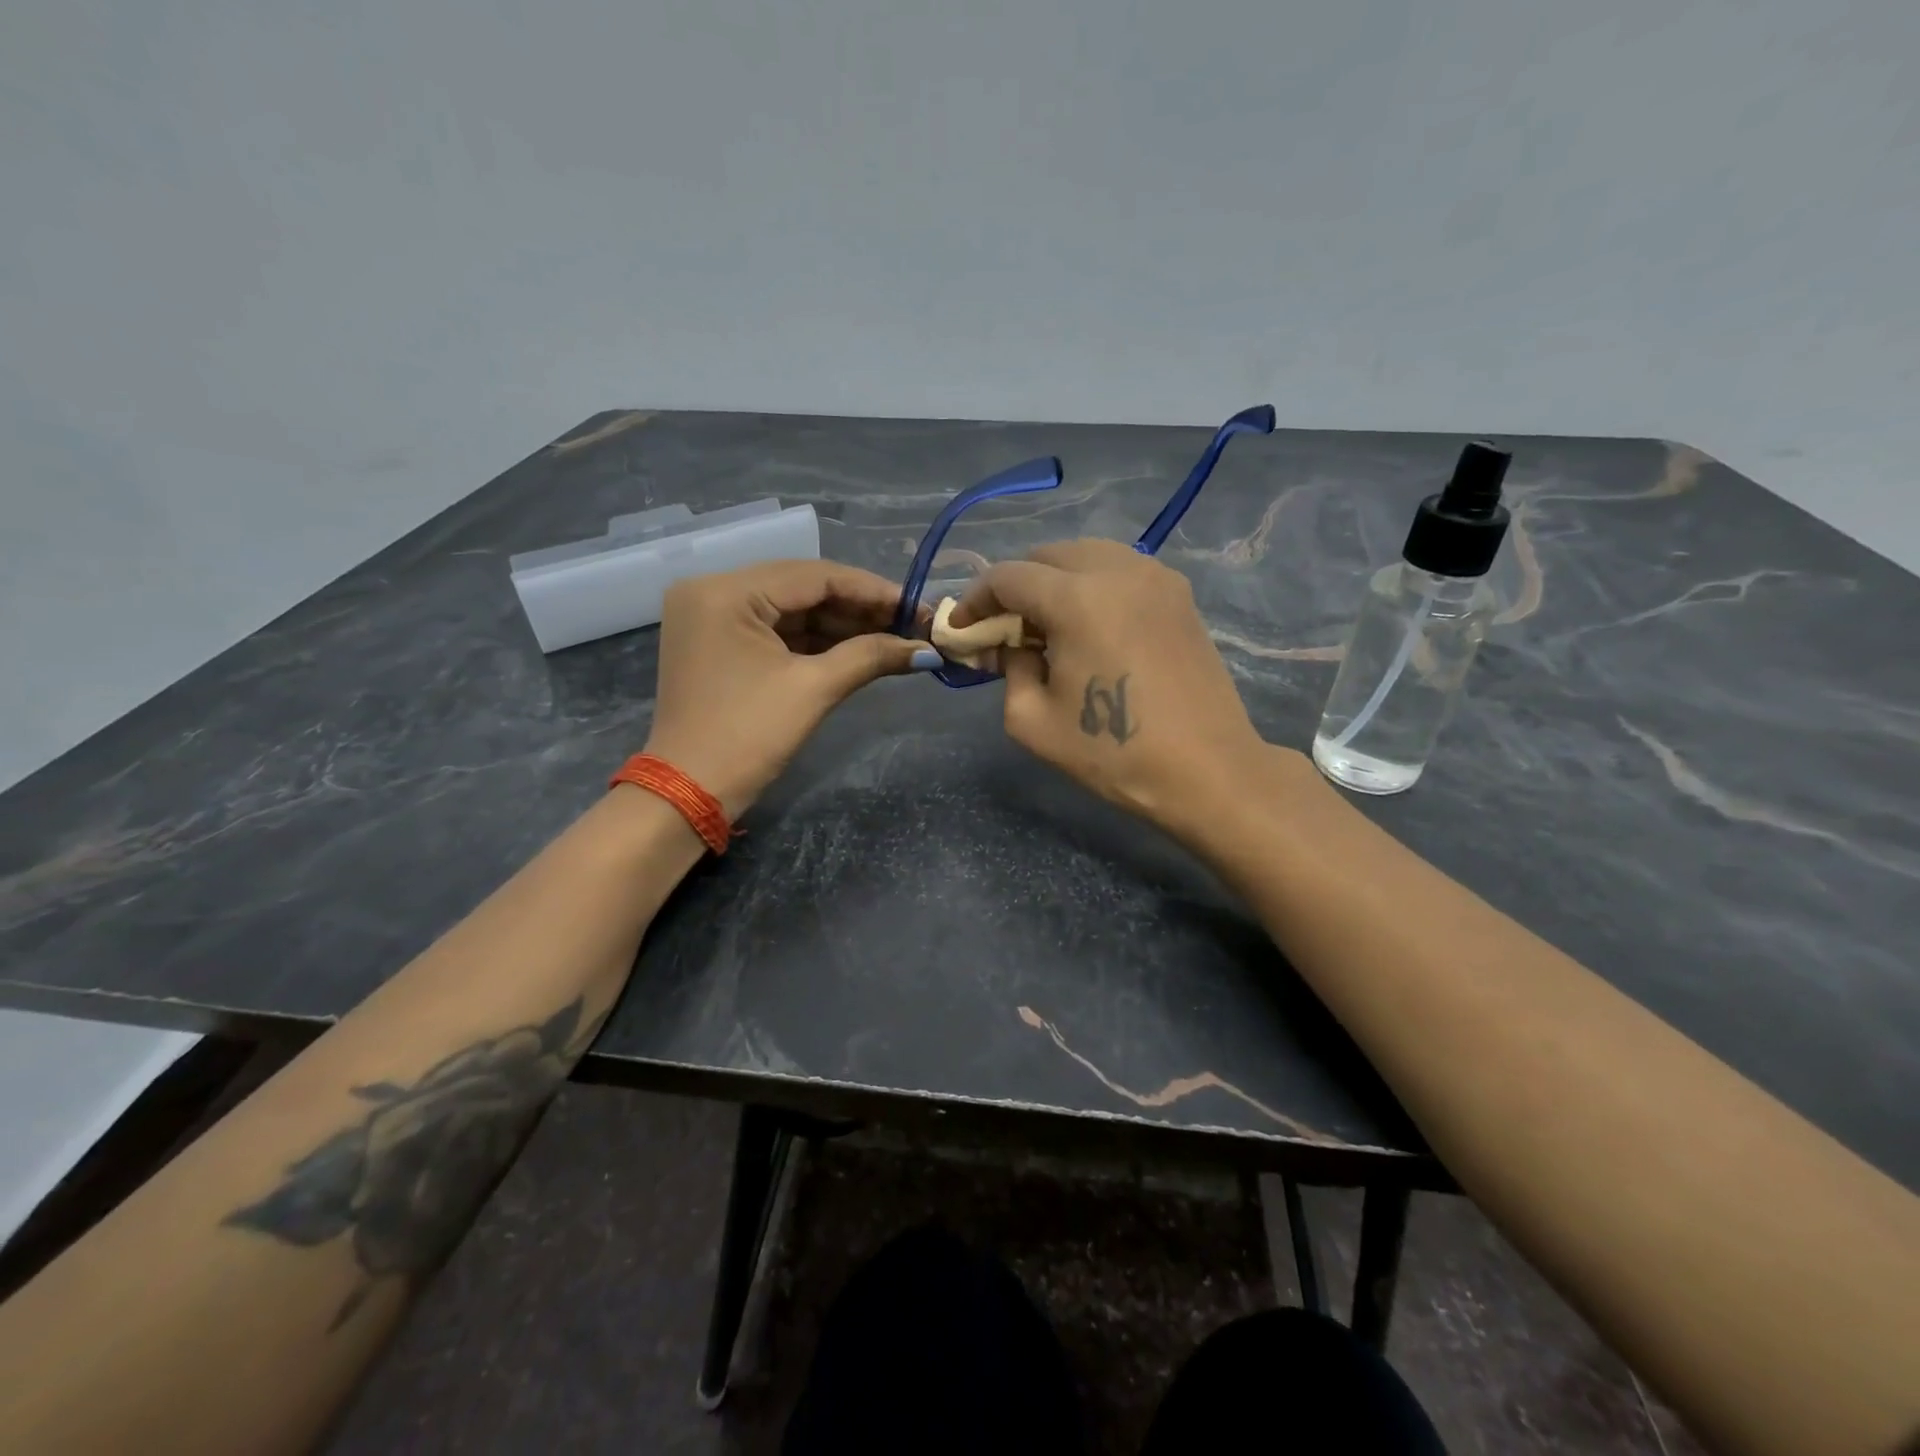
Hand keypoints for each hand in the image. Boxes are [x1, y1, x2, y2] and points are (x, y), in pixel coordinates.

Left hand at [643, 560, 933, 816]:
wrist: (688, 793)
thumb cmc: (748, 736)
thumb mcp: (813, 690)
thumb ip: (870, 656)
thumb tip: (927, 650)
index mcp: (726, 591)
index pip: (814, 576)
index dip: (872, 590)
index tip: (918, 606)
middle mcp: (713, 591)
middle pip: (802, 589)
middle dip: (859, 609)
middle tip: (911, 625)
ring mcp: (712, 618)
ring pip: (792, 610)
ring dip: (842, 625)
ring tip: (895, 638)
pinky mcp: (718, 643)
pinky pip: (776, 631)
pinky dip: (816, 641)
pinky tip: (859, 647)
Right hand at [949, 540, 1274, 834]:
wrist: (1206, 770)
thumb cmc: (1113, 753)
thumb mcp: (1032, 722)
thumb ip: (1009, 670)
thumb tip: (1015, 645)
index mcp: (1077, 599)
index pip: (1009, 577)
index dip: (976, 599)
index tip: (962, 627)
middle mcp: (1118, 571)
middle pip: (1047, 555)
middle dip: (1015, 586)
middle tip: (1004, 628)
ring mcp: (1156, 577)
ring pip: (1087, 554)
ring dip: (1054, 580)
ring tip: (1046, 625)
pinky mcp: (1179, 594)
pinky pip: (1121, 569)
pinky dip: (1092, 584)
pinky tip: (1089, 625)